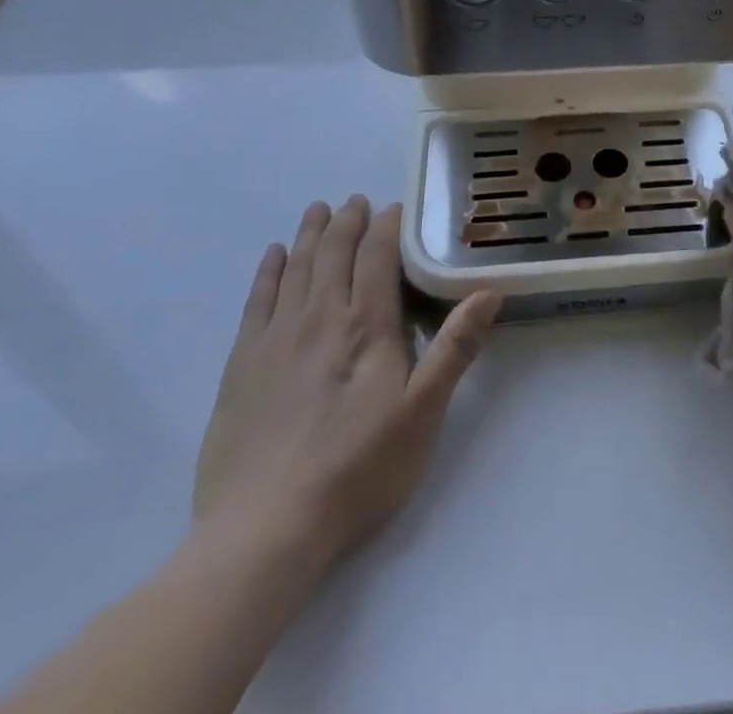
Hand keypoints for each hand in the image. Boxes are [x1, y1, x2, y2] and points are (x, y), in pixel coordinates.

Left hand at [192, 197, 501, 580]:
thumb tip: (489, 291)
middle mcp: (319, 317)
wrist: (264, 531)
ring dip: (309, 234)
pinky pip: (257, 300)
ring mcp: (276, 339)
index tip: (395, 207)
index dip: (387, 226)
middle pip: (333, 252)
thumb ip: (454, 348)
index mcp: (366, 326)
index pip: (377, 256)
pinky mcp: (242, 365)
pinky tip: (274, 256)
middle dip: (347, 221)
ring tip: (317, 210)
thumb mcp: (422, 414)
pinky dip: (268, 271)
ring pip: (296, 268)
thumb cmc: (357, 471)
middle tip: (355, 201)